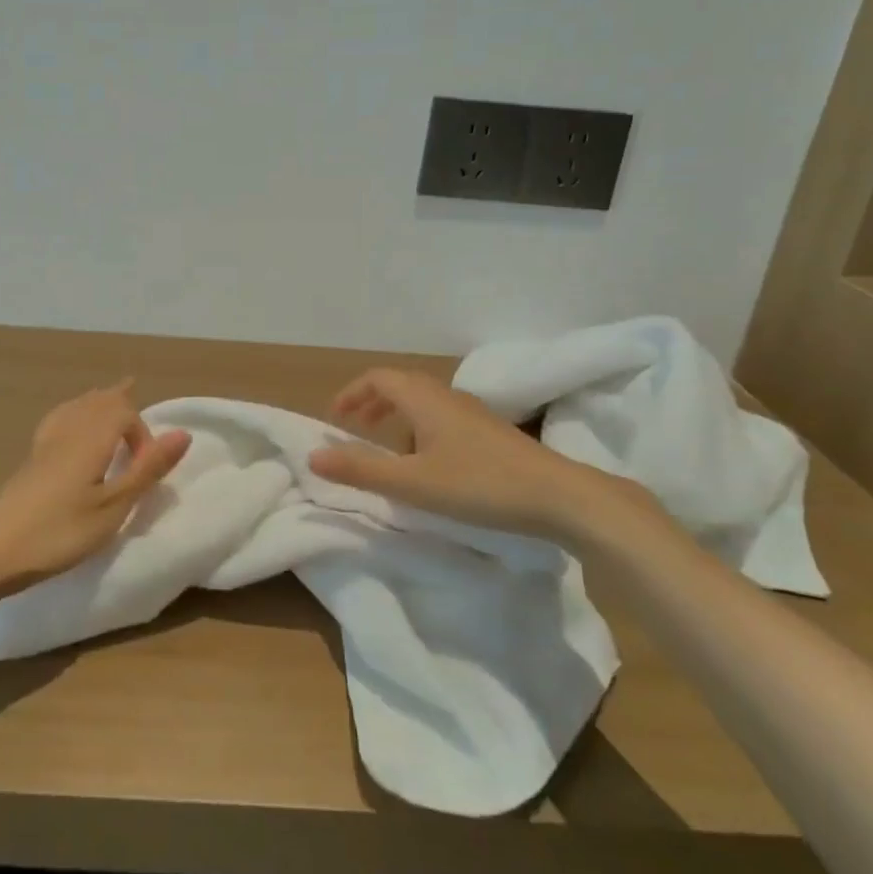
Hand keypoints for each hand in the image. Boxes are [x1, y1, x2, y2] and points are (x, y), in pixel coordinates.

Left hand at [0, 382, 191, 594]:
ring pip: (76, 407)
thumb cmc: (59, 533)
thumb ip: (147, 470)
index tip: (146, 469)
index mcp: (91, 439)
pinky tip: (71, 425)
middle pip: (98, 401)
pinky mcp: (31, 461)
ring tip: (110, 398)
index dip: (143, 434)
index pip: (124, 413)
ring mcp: (45, 445)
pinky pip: (59, 419)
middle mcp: (69, 432)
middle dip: (121, 401)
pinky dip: (75, 413)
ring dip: (98, 402)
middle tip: (134, 394)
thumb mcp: (113, 507)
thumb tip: (183, 433)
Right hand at [308, 367, 655, 543]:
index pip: (378, 378)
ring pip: (424, 401)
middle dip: (372, 402)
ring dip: (397, 415)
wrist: (558, 495)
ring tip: (388, 447)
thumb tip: (314, 455)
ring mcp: (473, 412)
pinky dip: (421, 428)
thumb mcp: (412, 483)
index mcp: (424, 399)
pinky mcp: (491, 432)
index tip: (334, 417)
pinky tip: (430, 462)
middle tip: (354, 427)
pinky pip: (443, 416)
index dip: (352, 393)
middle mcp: (447, 396)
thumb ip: (361, 469)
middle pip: (401, 384)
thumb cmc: (478, 484)